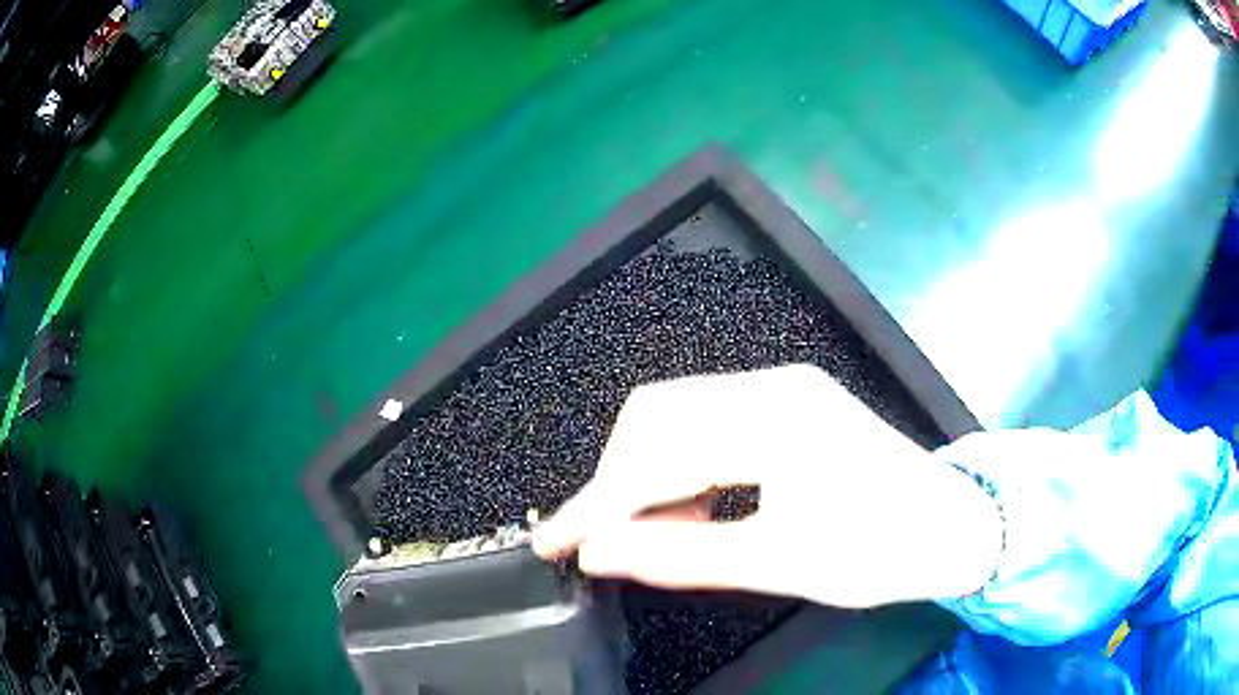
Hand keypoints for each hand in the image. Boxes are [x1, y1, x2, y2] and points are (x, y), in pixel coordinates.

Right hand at [532, 365, 1001, 608]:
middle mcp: (773, 386)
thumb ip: (680, 555)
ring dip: (648, 472)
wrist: (951, 525)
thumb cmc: (880, 550)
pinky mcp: (788, 403)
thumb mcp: (779, 564)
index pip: (657, 457)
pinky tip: (691, 507)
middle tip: (605, 540)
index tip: (555, 544)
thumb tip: (600, 552)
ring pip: (678, 414)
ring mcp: (782, 388)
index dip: (597, 506)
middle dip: (616, 480)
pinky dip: (682, 465)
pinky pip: (708, 422)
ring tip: (651, 530)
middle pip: (656, 415)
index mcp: (776, 420)